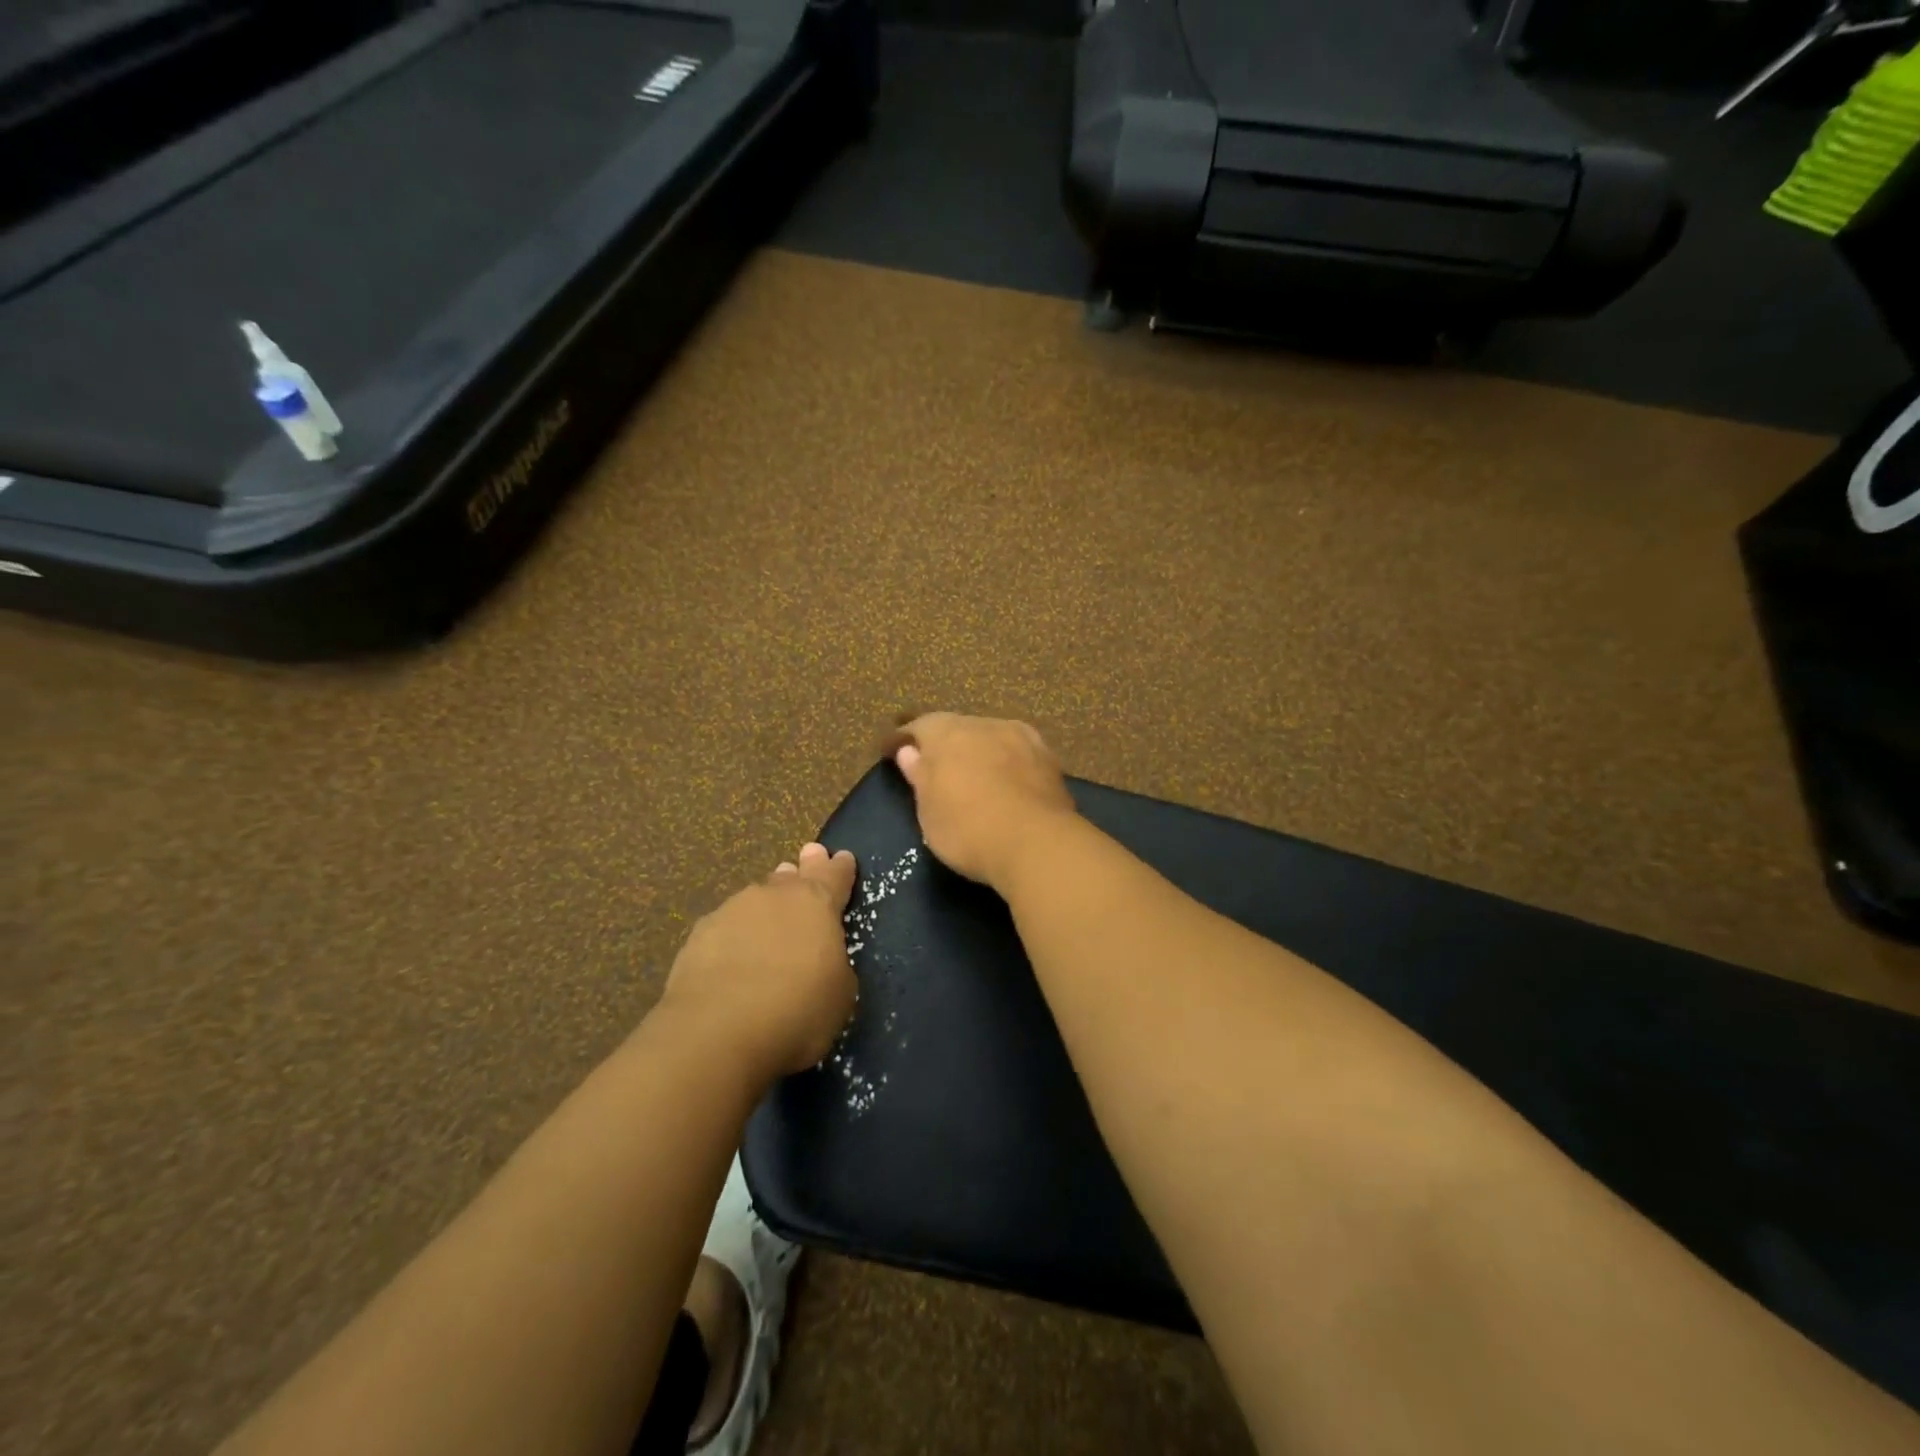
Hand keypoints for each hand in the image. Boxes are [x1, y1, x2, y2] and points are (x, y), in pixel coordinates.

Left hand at [662, 842, 858, 1079]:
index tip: (842, 857)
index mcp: (817, 904)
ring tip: (768, 915)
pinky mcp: (700, 933)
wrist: (718, 1030)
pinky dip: (734, 934)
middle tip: (807, 859)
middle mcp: (776, 896)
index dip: (841, 868)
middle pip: (794, 877)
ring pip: (757, 897)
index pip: (835, 876)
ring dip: (766, 904)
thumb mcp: (840, 993)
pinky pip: (726, 925)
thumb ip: (834, 963)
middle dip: (803, 870)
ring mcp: (733, 909)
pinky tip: (732, 953)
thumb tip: (821, 957)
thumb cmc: (797, 1010)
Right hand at [890, 712, 1078, 890]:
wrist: (1037, 843)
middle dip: (945, 743)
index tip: (891, 751)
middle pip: (957, 727)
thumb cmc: (968, 829)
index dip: (904, 738)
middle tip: (935, 766)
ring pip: (991, 736)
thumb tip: (909, 750)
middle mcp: (984, 724)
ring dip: (979, 750)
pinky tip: (1005, 779)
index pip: (919, 726)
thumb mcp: (929, 811)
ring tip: (973, 774)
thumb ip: (920, 775)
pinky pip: (1017, 752)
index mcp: (948, 733)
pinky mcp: (1049, 757)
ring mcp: (1021, 737)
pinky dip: (1006, 762)